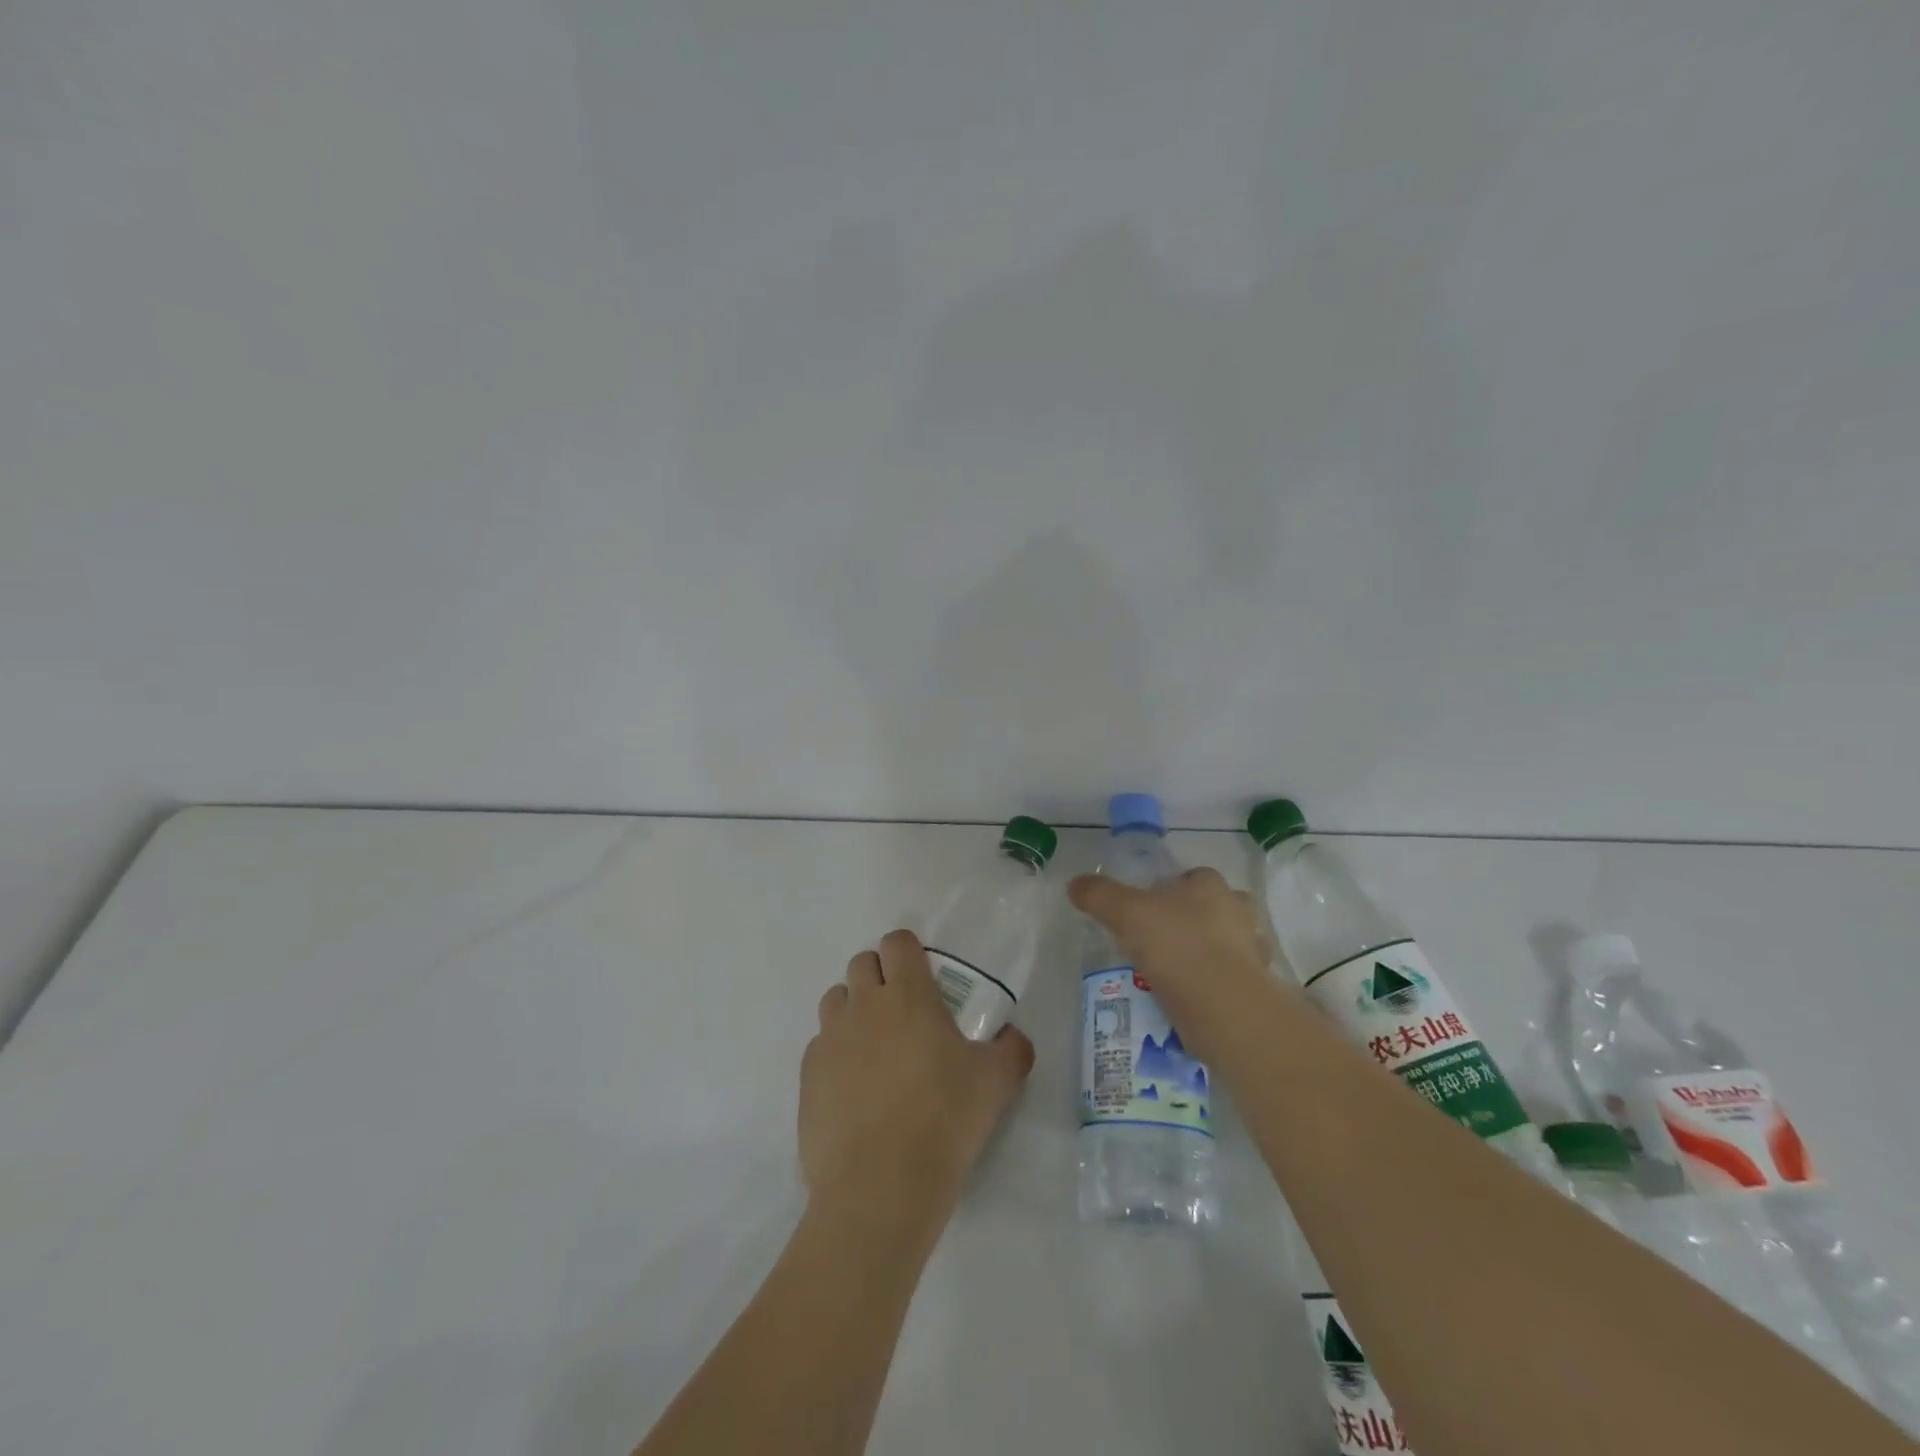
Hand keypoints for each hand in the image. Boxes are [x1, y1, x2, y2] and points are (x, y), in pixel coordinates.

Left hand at [801, 930, 1034, 1237]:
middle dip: (880, 976)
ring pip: (836, 1000)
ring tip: (875, 1047)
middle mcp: (863, 1005)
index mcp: (907, 995)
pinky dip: (836, 1053)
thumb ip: (1011, 1049)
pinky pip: (820, 1045)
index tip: (923, 974)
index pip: (897, 942)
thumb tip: (1013, 1037)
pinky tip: (854, 1088)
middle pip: (862, 963)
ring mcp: (830, 1038)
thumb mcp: (995, 1083)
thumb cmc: (943, 1121)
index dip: (909, 951)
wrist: (878, 1187)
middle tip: (903, 1012)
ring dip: (854, 1009)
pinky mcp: (807, 1075)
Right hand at [1067, 867, 1271, 1060]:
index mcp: (1211, 885)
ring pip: (1224, 944)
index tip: (1146, 911)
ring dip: (1205, 954)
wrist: (1226, 1008)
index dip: (1168, 890)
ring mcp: (1252, 950)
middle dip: (1190, 921)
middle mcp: (1238, 911)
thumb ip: (1099, 895)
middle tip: (1158, 942)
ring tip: (1172, 975)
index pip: (1190, 877)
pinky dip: (1213, 986)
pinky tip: (1190, 999)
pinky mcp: (1257, 988)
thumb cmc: (1177, 946)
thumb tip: (1075, 884)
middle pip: (1211, 908)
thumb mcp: (1126, 913)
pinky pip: (1230, 980)